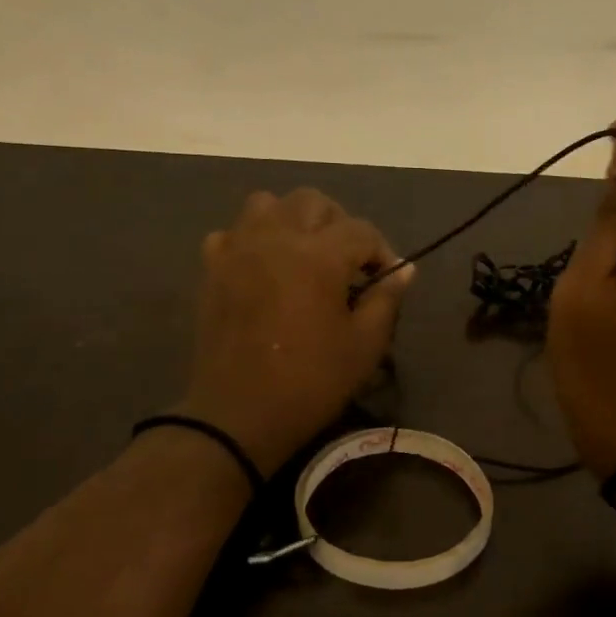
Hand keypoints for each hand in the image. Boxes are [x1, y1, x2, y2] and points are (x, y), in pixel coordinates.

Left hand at [177, 188, 413, 474]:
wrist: (240, 413)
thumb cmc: (311, 382)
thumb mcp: (364, 346)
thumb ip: (386, 299)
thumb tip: (403, 269)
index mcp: (319, 256)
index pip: (361, 230)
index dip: (381, 251)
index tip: (386, 279)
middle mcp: (277, 238)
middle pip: (313, 202)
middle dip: (339, 225)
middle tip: (348, 262)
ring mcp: (239, 249)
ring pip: (267, 204)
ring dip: (292, 220)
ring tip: (304, 254)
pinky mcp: (213, 268)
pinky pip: (233, 233)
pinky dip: (251, 240)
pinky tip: (263, 268)